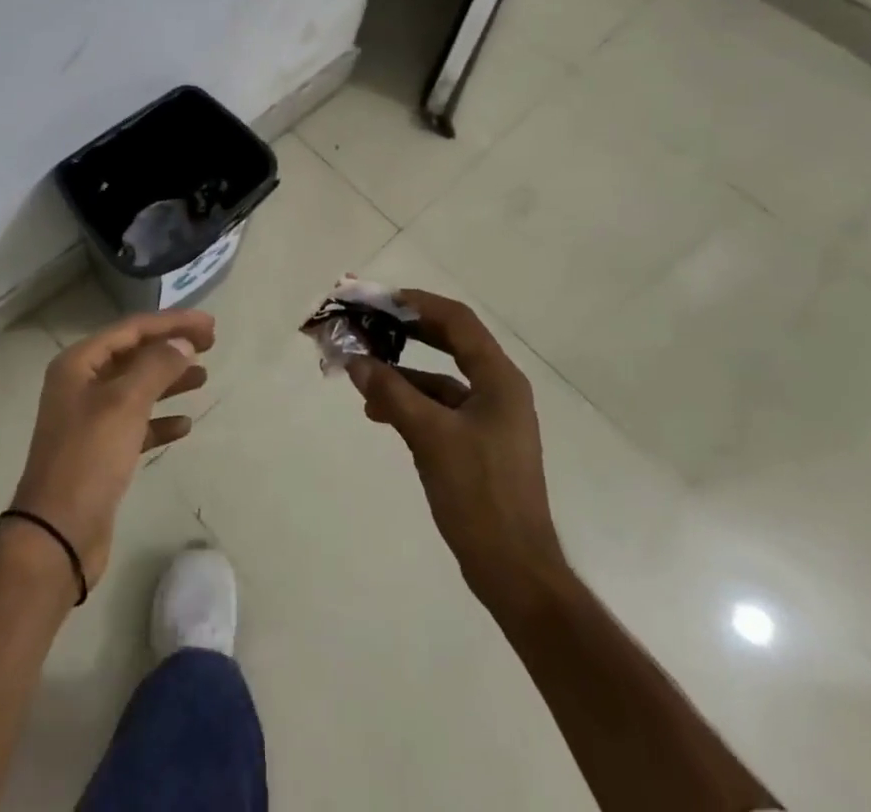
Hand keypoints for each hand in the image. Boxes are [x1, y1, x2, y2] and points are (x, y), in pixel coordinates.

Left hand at [10, 308, 214, 586]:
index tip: (209, 324)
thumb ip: (156, 366)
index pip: (132, 329)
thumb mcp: (125, 403)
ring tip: (204, 377)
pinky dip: (160, 419)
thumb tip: (182, 343)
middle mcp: (81, 384)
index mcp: (79, 364)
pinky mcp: (101, 451)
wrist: (57, 535)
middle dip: (172, 347)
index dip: (172, 322)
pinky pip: (136, 423)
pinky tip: (184, 425)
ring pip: (137, 387)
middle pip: (135, 354)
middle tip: (211, 344)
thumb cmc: (89, 458)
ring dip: (169, 380)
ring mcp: (90, 419)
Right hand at [346, 290, 567, 618]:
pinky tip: (379, 412)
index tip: (380, 300)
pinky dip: (411, 404)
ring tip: (362, 376)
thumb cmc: (478, 494)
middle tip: (369, 325)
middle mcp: (499, 389)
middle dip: (407, 333)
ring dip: (403, 374)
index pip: (457, 320)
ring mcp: (490, 418)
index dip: (418, 303)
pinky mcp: (478, 444)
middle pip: (450, 343)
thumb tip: (356, 360)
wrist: (514, 570)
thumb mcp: (429, 437)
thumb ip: (392, 392)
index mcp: (499, 379)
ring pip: (441, 379)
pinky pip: (441, 408)